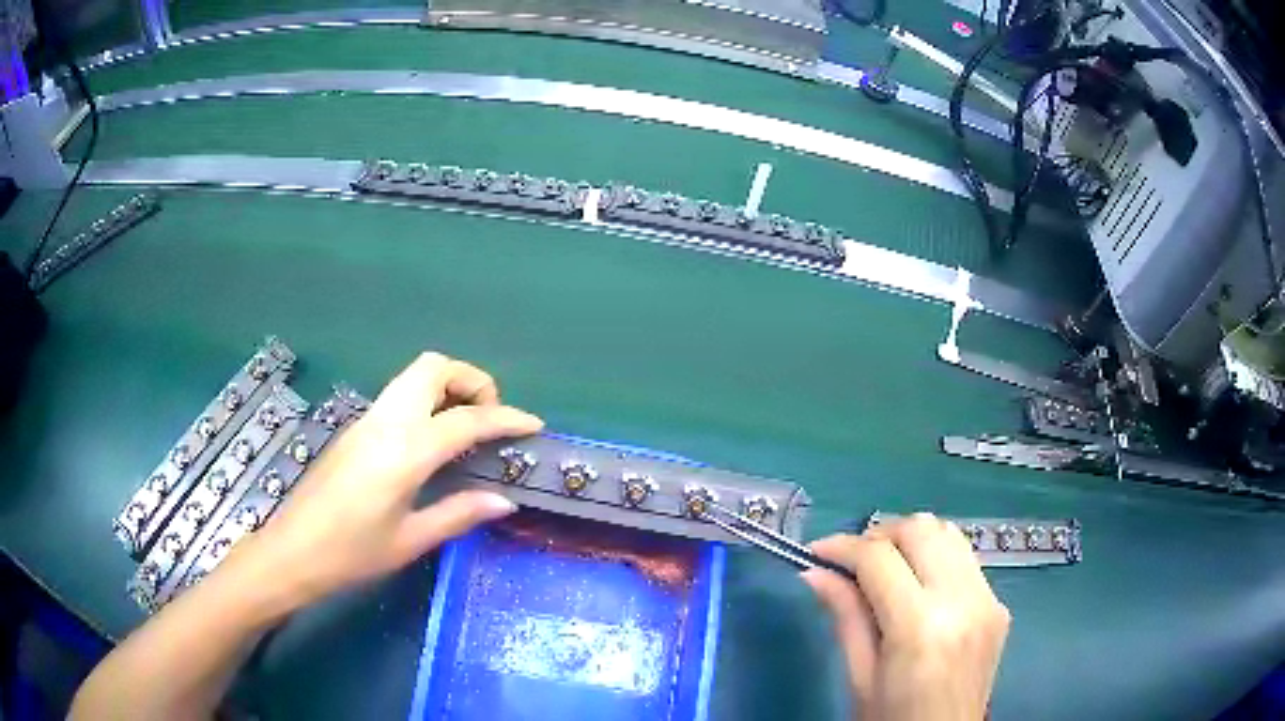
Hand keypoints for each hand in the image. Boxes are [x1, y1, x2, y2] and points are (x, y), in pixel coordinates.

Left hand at [238, 352, 542, 607]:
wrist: (292, 551)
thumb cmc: (351, 553)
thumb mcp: (410, 540)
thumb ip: (458, 513)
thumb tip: (504, 500)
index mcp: (404, 451)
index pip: (466, 419)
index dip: (506, 418)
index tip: (533, 425)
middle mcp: (386, 422)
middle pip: (433, 367)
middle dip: (471, 379)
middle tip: (489, 418)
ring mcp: (366, 420)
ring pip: (413, 376)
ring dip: (447, 386)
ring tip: (467, 427)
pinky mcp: (355, 429)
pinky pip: (399, 397)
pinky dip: (427, 402)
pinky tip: (432, 442)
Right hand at [802, 514, 1009, 720]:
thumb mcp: (859, 677)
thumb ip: (845, 617)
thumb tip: (814, 572)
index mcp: (920, 626)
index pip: (879, 558)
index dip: (843, 547)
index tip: (816, 552)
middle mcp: (963, 600)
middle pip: (921, 529)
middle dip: (879, 534)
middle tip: (851, 559)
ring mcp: (988, 599)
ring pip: (949, 534)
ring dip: (912, 539)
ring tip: (884, 566)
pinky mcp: (999, 605)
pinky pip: (966, 561)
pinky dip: (936, 559)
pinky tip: (918, 587)